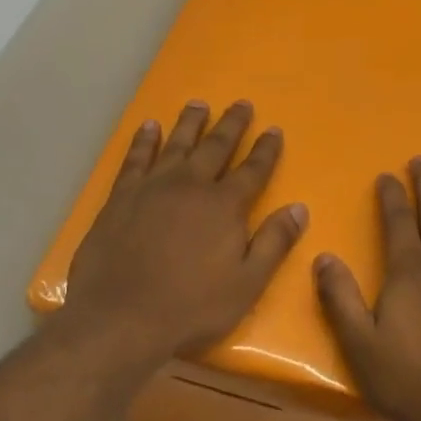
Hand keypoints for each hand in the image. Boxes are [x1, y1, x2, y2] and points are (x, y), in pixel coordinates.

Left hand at [62, 100, 307, 363]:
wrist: (122, 317)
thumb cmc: (193, 307)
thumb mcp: (247, 283)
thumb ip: (274, 243)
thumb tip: (300, 208)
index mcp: (225, 207)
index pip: (252, 170)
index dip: (266, 150)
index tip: (274, 130)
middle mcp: (190, 186)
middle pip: (215, 147)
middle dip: (231, 125)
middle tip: (241, 103)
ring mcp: (151, 188)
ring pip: (175, 145)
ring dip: (190, 123)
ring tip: (199, 103)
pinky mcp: (120, 197)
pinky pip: (135, 159)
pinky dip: (144, 141)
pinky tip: (149, 127)